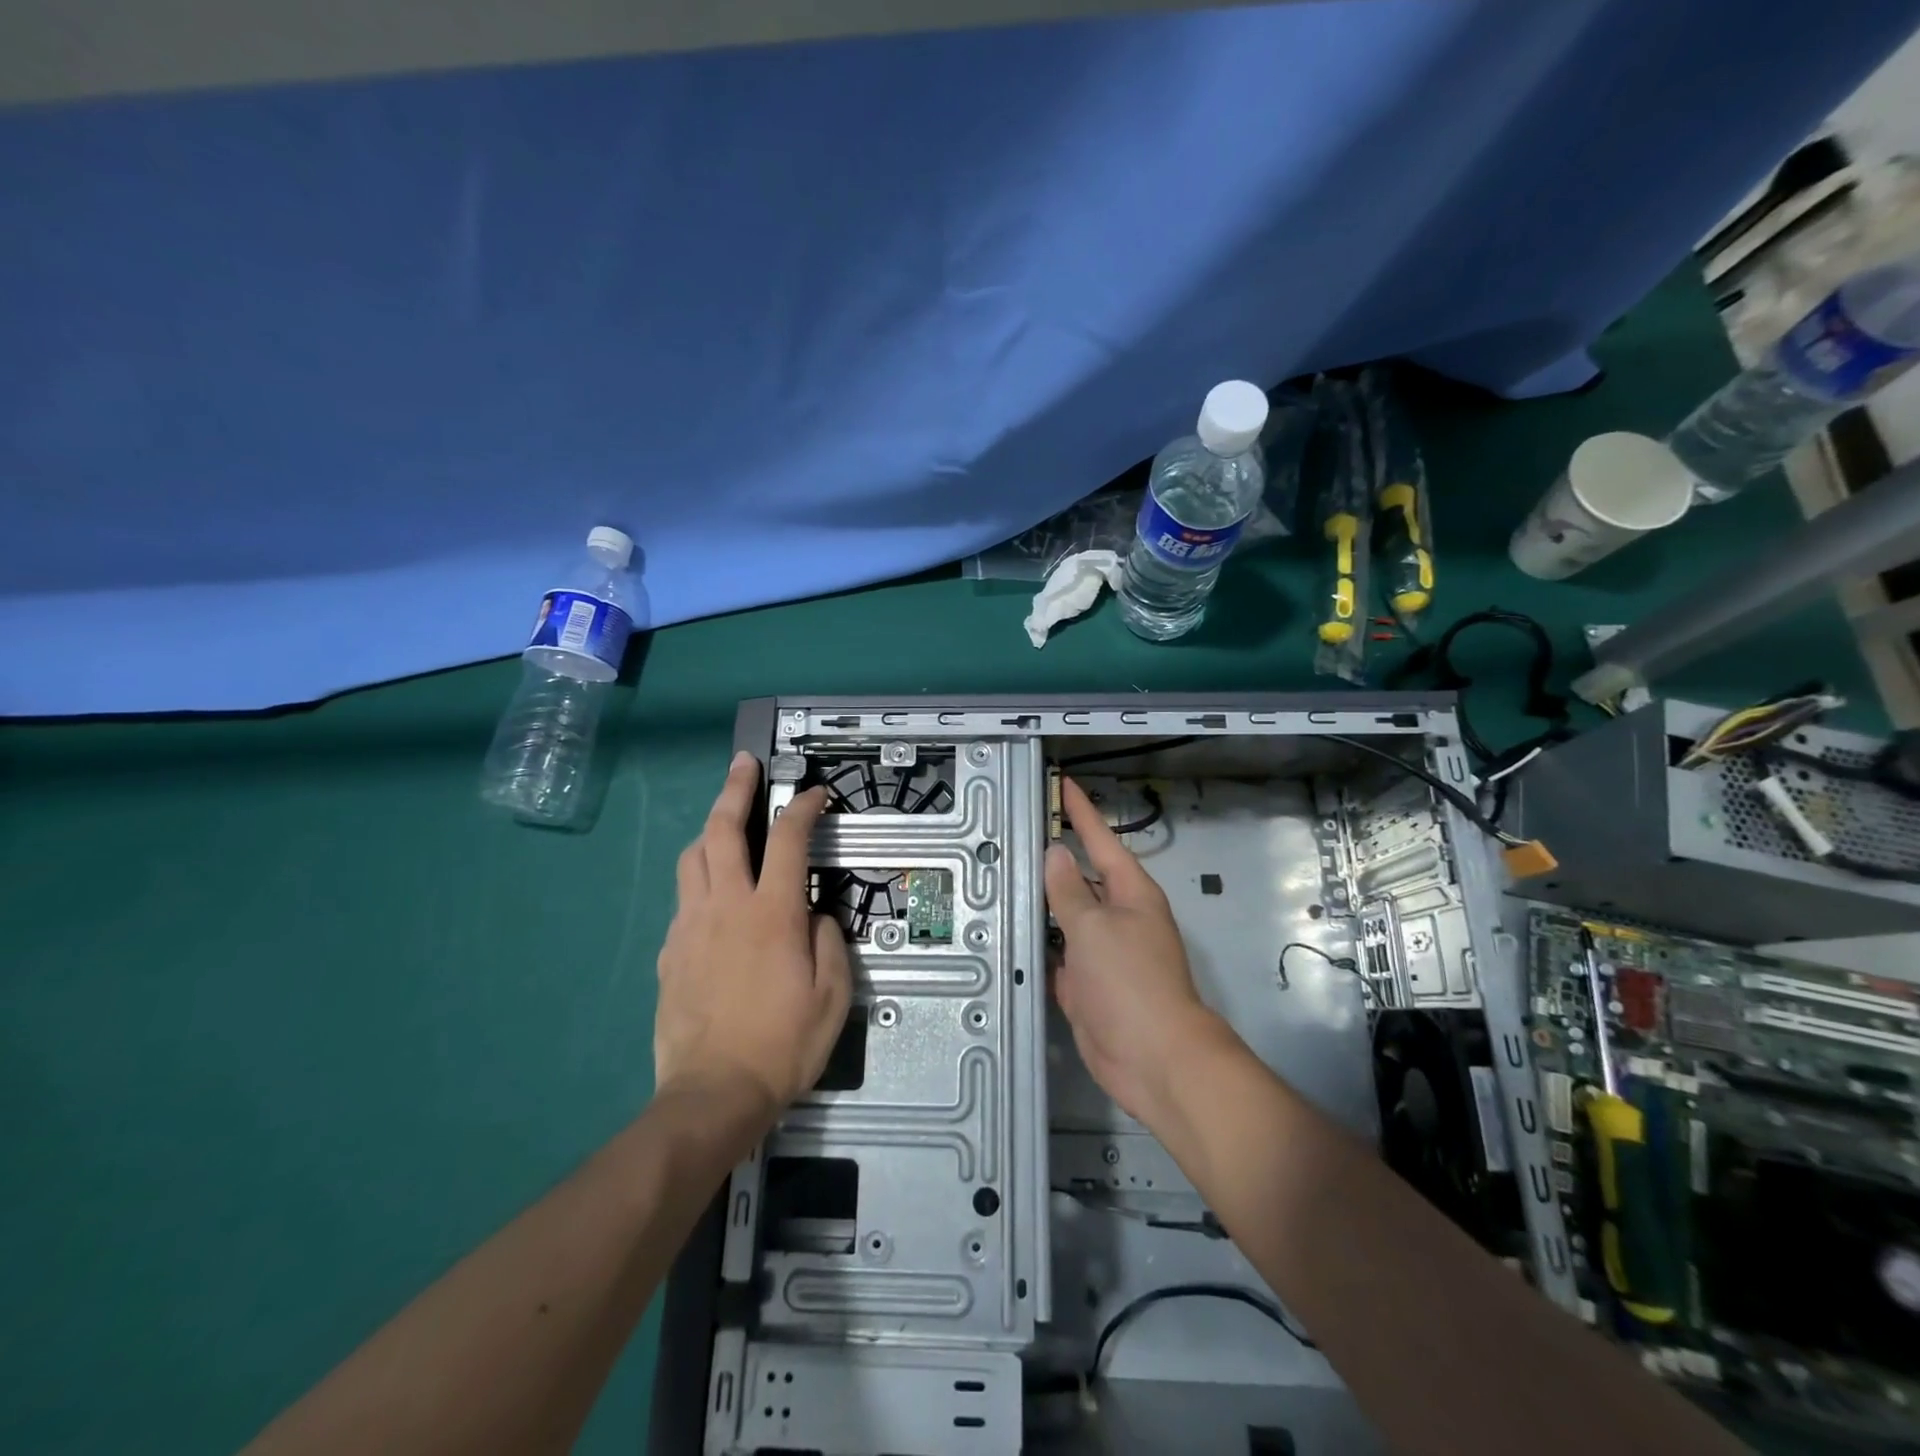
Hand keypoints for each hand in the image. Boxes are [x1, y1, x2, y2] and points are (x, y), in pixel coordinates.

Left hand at [655, 752, 851, 1121]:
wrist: (713, 1093)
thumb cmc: (782, 1044)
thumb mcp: (832, 996)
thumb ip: (829, 942)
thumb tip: (816, 915)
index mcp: (771, 913)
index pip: (788, 839)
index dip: (804, 807)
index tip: (816, 793)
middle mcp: (726, 906)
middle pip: (723, 830)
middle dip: (735, 788)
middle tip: (744, 763)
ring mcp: (690, 926)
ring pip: (692, 858)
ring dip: (709, 830)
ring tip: (724, 824)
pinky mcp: (670, 951)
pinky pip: (683, 901)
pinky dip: (699, 882)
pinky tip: (712, 899)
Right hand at [1045, 776, 1232, 1126]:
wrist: (1153, 1059)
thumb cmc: (1130, 982)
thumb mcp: (1094, 927)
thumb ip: (1069, 891)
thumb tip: (1056, 853)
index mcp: (1130, 893)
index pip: (1101, 839)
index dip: (1081, 812)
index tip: (1063, 784)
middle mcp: (1118, 917)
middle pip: (1080, 879)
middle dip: (1052, 860)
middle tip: (1014, 837)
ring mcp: (1103, 953)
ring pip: (1065, 918)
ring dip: (1039, 906)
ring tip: (1001, 881)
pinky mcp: (1087, 984)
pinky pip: (1057, 956)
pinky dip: (1038, 948)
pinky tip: (1010, 938)